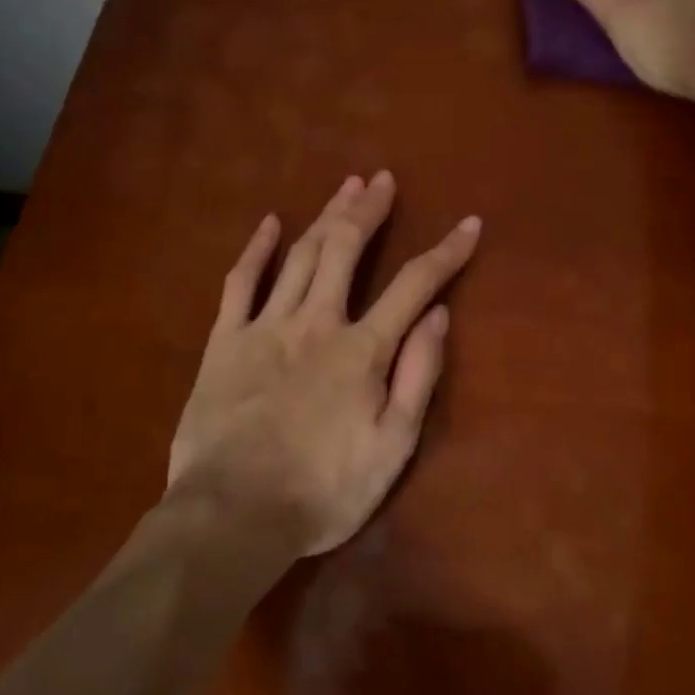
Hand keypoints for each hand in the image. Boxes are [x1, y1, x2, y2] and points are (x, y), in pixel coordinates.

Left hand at [167, 172, 480, 555]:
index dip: (446, 252)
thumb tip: (438, 316)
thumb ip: (418, 376)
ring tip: (346, 186)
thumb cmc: (323, 490)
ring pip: (300, 255)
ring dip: (326, 216)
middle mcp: (316, 322)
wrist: (233, 514)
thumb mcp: (392, 446)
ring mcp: (266, 326)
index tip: (469, 225)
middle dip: (369, 210)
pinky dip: (257, 249)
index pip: (414, 285)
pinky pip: (240, 282)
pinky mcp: (225, 341)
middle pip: (346, 249)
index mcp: (362, 349)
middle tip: (383, 180)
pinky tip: (270, 223)